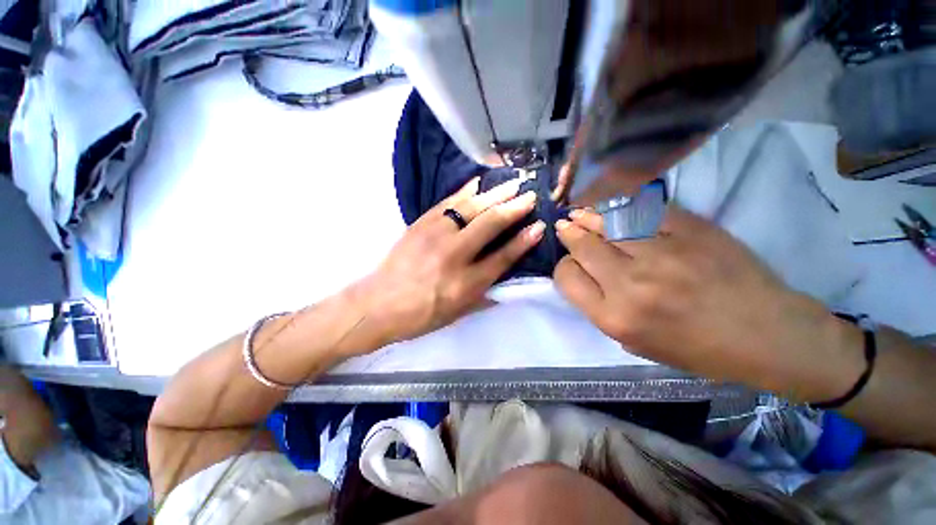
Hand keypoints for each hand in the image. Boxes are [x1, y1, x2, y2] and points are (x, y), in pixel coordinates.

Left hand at [354, 178, 544, 347]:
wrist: (378, 304)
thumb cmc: (421, 315)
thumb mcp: (458, 313)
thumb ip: (485, 295)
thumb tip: (506, 280)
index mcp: (466, 283)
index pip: (503, 257)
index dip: (523, 241)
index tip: (538, 226)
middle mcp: (454, 254)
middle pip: (490, 224)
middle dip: (514, 207)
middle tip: (530, 194)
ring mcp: (435, 235)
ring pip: (471, 207)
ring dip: (495, 193)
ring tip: (512, 183)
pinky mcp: (421, 224)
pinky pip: (448, 202)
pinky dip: (466, 190)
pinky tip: (479, 182)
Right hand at [553, 207, 864, 399]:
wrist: (766, 334)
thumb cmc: (697, 349)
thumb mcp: (635, 343)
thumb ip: (600, 308)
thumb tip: (581, 274)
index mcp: (615, 316)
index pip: (567, 277)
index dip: (563, 267)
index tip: (570, 263)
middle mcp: (631, 283)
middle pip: (582, 247)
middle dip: (569, 235)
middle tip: (565, 227)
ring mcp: (662, 253)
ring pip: (606, 223)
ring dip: (586, 216)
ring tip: (577, 213)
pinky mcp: (689, 230)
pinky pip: (641, 210)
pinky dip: (619, 207)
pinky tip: (609, 206)